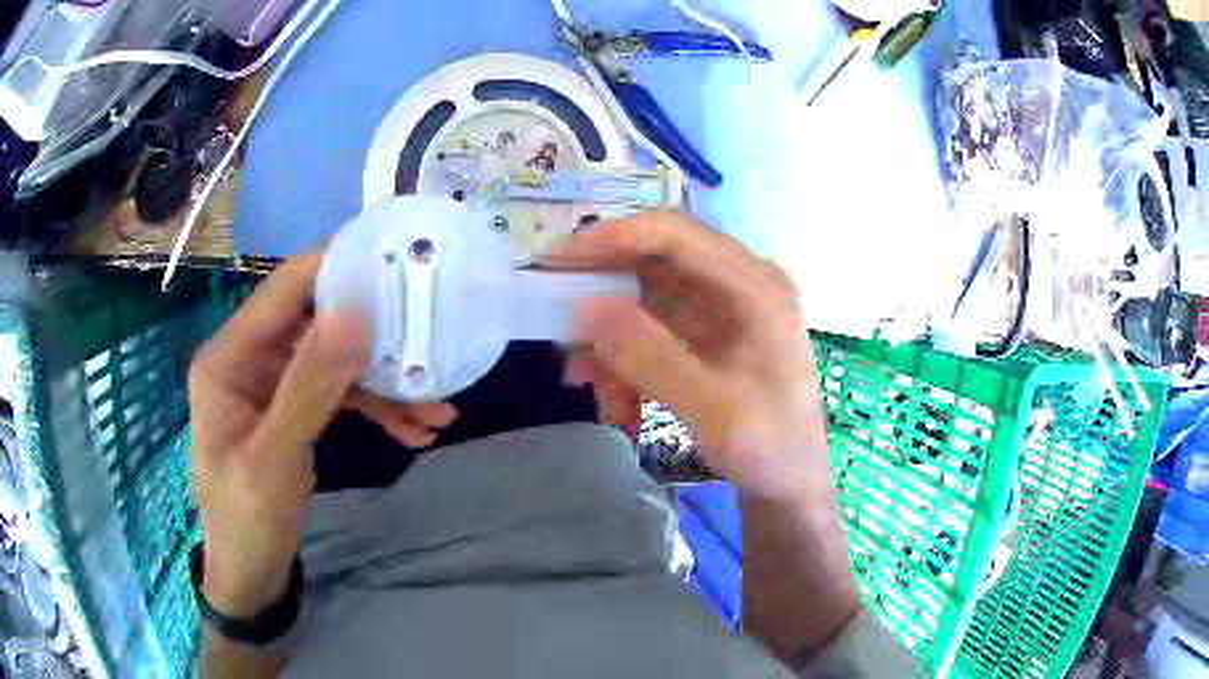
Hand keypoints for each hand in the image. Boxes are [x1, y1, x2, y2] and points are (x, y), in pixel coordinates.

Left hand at [188, 254, 454, 617]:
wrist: (251, 572)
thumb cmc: (247, 518)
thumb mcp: (276, 456)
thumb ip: (311, 384)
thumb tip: (356, 311)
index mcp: (229, 356)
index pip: (286, 289)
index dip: (338, 271)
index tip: (399, 267)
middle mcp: (251, 358)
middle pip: (318, 323)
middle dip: (375, 338)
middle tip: (430, 346)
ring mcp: (273, 383)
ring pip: (335, 361)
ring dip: (385, 382)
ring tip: (437, 410)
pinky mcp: (293, 408)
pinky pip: (339, 393)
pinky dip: (376, 408)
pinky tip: (413, 431)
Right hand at [552, 212, 827, 501]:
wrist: (788, 483)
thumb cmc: (770, 446)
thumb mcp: (713, 409)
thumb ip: (652, 357)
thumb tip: (585, 306)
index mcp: (756, 286)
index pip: (677, 234)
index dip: (617, 237)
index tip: (563, 260)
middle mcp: (737, 284)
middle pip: (653, 263)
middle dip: (603, 298)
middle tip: (558, 324)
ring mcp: (719, 309)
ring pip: (642, 301)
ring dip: (610, 341)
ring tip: (593, 388)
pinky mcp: (703, 335)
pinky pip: (648, 331)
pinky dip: (624, 361)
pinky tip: (617, 401)